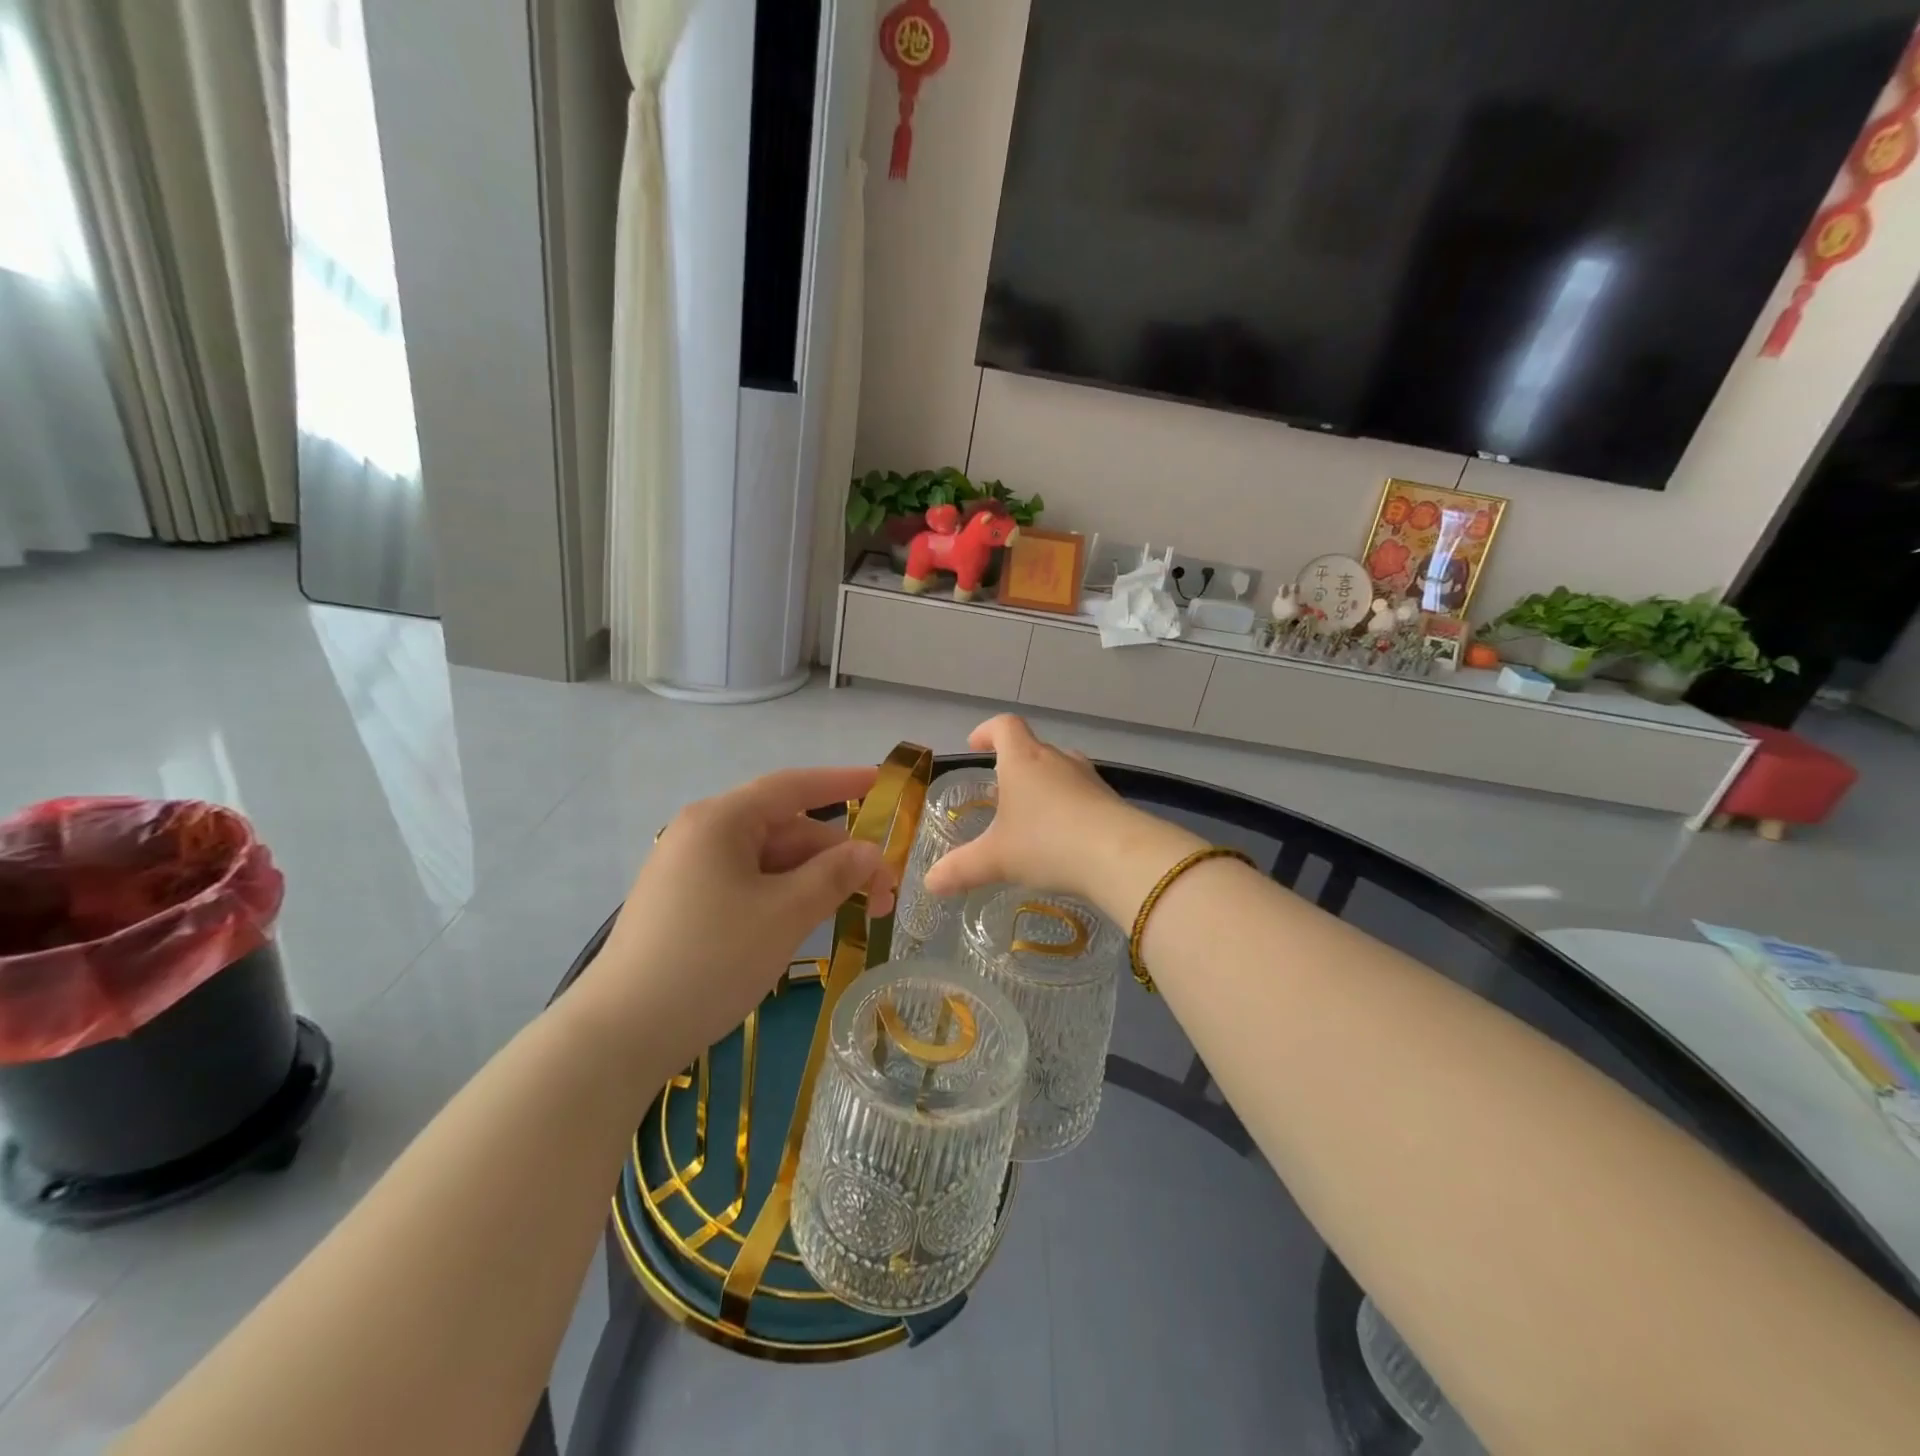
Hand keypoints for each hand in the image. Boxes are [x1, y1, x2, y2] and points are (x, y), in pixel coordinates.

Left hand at [579, 767, 895, 1058]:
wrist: (619, 1035)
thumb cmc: (710, 960)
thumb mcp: (785, 915)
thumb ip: (834, 875)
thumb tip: (869, 852)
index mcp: (721, 820)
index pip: (793, 787)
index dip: (842, 782)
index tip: (882, 780)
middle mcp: (703, 834)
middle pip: (786, 829)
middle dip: (838, 856)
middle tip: (884, 894)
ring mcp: (690, 871)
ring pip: (769, 861)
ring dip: (815, 881)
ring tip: (856, 913)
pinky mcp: (686, 905)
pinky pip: (748, 885)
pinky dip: (785, 897)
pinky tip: (808, 922)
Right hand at [922, 716, 1201, 914]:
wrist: (1118, 856)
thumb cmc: (1047, 843)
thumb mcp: (996, 859)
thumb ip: (961, 869)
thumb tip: (930, 883)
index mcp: (1023, 760)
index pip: (1004, 726)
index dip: (988, 731)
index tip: (976, 745)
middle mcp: (1057, 760)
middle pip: (1033, 747)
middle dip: (1014, 765)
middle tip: (1001, 792)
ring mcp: (1088, 778)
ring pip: (1060, 770)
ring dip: (1044, 785)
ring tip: (1031, 816)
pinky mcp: (1110, 800)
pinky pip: (1082, 794)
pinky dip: (1068, 807)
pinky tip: (1064, 837)